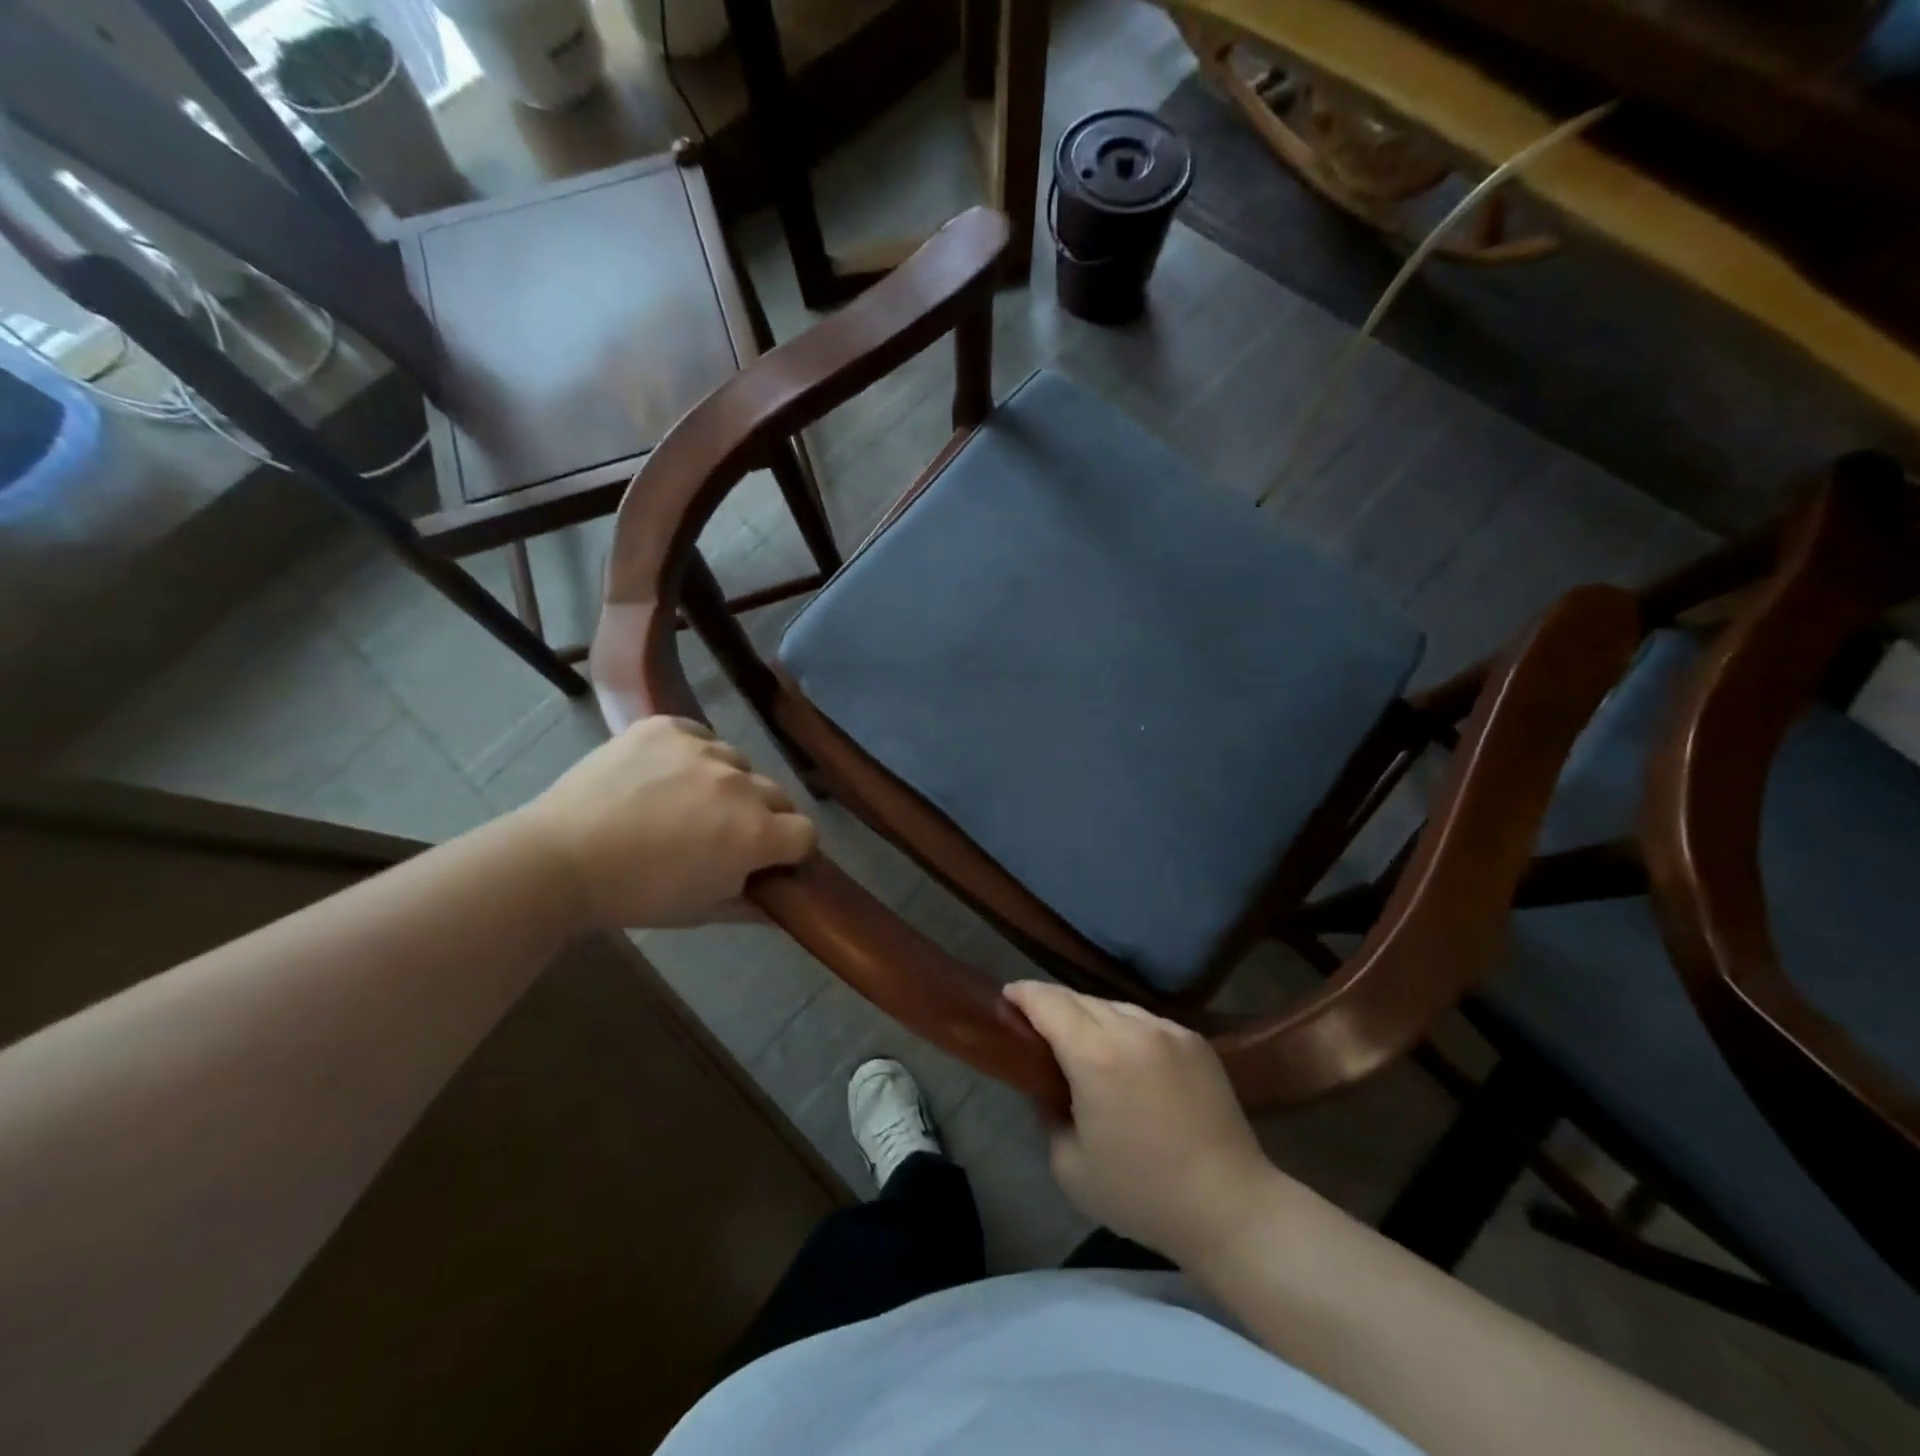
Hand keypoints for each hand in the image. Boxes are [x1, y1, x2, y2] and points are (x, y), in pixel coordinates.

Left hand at [515, 716, 814, 929]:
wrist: (559, 859)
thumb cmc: (637, 895)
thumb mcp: (703, 911)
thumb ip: (753, 904)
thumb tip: (783, 902)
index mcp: (756, 834)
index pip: (805, 832)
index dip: (790, 849)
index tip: (768, 859)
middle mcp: (740, 785)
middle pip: (778, 795)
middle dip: (763, 815)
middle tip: (724, 833)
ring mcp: (703, 749)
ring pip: (738, 763)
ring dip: (727, 783)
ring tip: (687, 801)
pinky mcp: (666, 726)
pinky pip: (700, 735)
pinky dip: (692, 753)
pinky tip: (665, 773)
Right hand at [1004, 981, 1282, 1267]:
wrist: (1230, 1207)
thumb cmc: (1142, 1194)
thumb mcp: (1070, 1167)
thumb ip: (1047, 1115)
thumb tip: (1046, 1089)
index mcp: (1095, 1055)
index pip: (1048, 1002)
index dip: (1022, 994)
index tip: (1006, 999)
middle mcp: (1132, 1028)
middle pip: (1079, 998)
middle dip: (1052, 1005)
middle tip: (1035, 1026)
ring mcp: (1168, 1030)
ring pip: (1113, 1006)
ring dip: (1088, 1015)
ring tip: (1080, 1042)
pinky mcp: (1195, 1041)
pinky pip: (1145, 1021)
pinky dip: (1123, 1029)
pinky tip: (1125, 1057)